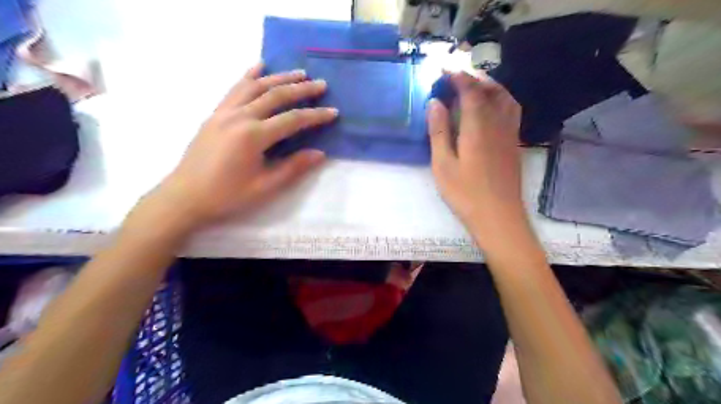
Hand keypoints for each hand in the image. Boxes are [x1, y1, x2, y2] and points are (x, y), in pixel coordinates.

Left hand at [147, 64, 339, 230]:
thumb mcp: (264, 187)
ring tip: (299, 73)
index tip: (333, 112)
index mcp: (253, 136)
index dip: (315, 115)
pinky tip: (259, 66)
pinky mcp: (215, 114)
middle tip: (321, 84)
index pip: (292, 120)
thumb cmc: (227, 196)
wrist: (185, 196)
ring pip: (256, 86)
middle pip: (276, 95)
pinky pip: (235, 88)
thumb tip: (319, 153)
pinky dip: (249, 75)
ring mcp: (224, 112)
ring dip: (279, 77)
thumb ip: (293, 167)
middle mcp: (239, 117)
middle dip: (301, 89)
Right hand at [427, 71, 523, 249]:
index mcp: (478, 127)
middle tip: (456, 75)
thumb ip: (439, 131)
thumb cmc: (465, 193)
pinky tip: (490, 108)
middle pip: (491, 89)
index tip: (444, 69)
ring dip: (490, 85)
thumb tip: (435, 103)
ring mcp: (510, 133)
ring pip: (505, 98)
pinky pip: (511, 111)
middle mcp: (498, 124)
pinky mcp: (514, 144)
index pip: (471, 90)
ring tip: (473, 86)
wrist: (498, 217)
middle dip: (473, 77)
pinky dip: (500, 99)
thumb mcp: (443, 164)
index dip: (458, 76)